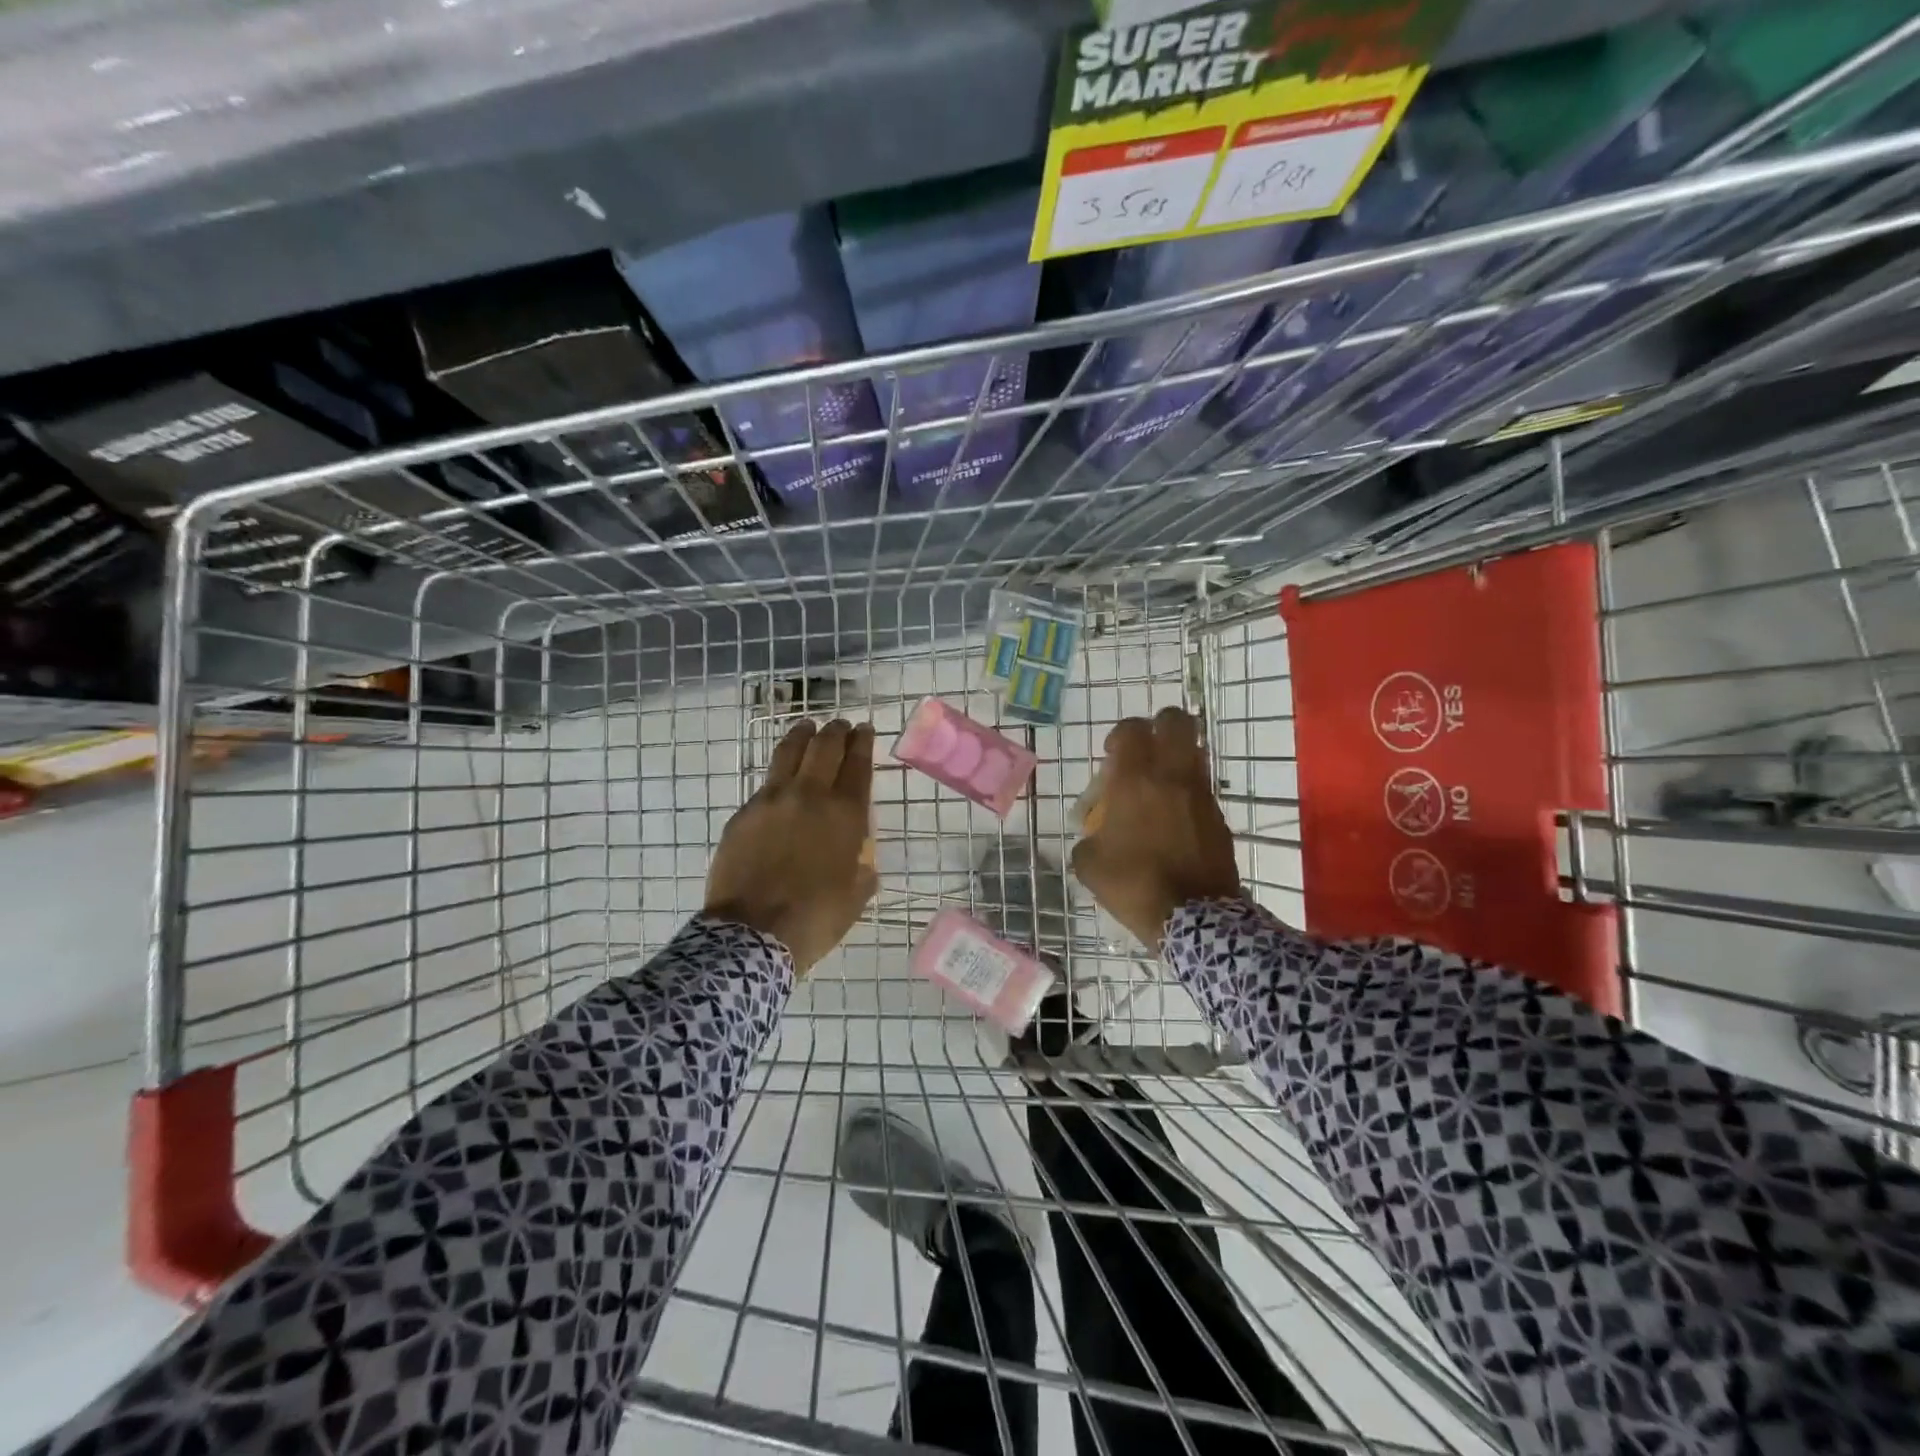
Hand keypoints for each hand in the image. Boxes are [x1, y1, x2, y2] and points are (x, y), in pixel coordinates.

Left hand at [706, 718, 877, 971]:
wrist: (753, 933)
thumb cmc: (815, 918)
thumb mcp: (856, 896)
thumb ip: (863, 868)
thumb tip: (860, 860)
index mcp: (845, 814)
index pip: (857, 763)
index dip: (863, 742)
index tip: (865, 730)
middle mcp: (810, 796)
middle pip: (825, 747)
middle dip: (836, 731)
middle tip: (840, 726)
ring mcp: (772, 800)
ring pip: (789, 752)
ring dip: (803, 735)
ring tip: (807, 728)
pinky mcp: (744, 812)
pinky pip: (766, 782)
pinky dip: (779, 771)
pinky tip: (781, 776)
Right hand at [1071, 707, 1242, 949]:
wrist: (1194, 918)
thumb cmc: (1133, 884)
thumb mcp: (1090, 864)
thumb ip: (1089, 837)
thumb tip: (1097, 835)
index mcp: (1135, 780)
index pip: (1132, 729)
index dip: (1120, 734)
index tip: (1112, 755)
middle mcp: (1172, 776)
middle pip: (1176, 721)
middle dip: (1160, 726)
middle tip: (1145, 752)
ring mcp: (1201, 795)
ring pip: (1195, 752)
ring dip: (1177, 759)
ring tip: (1159, 788)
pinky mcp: (1219, 818)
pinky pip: (1203, 790)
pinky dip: (1188, 795)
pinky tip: (1174, 823)